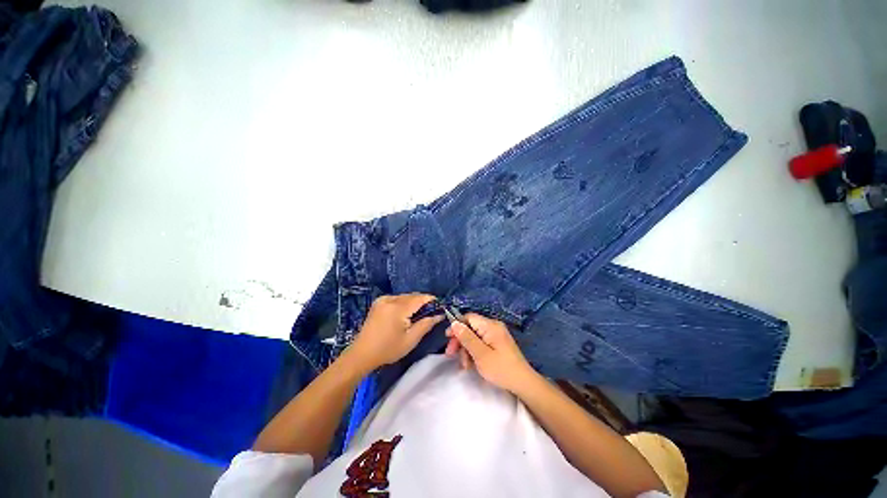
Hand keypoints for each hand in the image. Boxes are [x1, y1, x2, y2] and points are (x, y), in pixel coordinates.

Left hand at [346, 294, 442, 372]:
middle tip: (430, 313)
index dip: (431, 300)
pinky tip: (405, 314)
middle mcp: (390, 299)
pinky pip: (396, 298)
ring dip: (413, 302)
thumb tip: (439, 315)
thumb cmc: (388, 349)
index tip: (440, 306)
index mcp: (398, 308)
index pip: (420, 298)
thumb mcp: (411, 339)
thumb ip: (426, 324)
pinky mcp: (378, 302)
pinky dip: (403, 303)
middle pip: (412, 296)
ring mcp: (382, 299)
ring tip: (418, 314)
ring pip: (404, 296)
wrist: (362, 354)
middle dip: (422, 302)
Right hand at [445, 313, 537, 393]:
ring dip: (466, 349)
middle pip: (470, 327)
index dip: (457, 326)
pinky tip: (471, 365)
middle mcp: (493, 327)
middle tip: (450, 354)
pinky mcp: (497, 344)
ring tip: (464, 365)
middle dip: (460, 340)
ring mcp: (496, 335)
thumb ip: (466, 337)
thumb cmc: (501, 369)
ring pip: (474, 337)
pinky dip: (474, 352)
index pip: (469, 317)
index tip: (448, 338)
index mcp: (490, 326)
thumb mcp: (480, 354)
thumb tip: (454, 323)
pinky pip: (481, 343)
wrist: (523, 383)